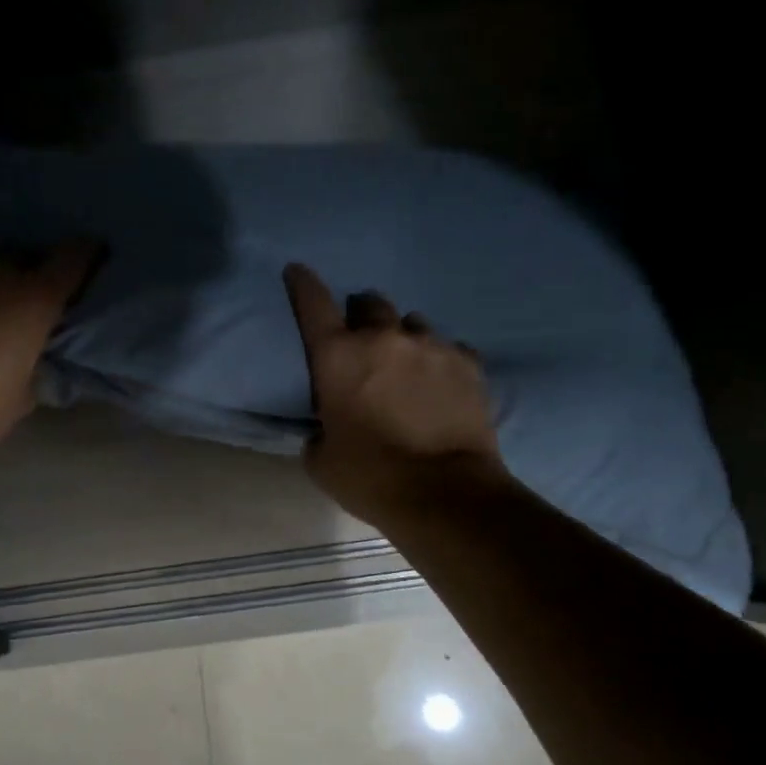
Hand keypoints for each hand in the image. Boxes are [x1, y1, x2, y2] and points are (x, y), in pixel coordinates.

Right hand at [284, 263, 505, 523]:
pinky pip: (450, 347)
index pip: (313, 303)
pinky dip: (439, 359)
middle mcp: (383, 338)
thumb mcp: (321, 460)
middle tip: (363, 342)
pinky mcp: (468, 362)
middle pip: (370, 303)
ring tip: (406, 365)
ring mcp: (431, 345)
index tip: (297, 272)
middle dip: (362, 317)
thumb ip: (318, 429)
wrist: (445, 493)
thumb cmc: (370, 477)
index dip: (302, 284)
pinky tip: (441, 382)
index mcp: (338, 357)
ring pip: (412, 322)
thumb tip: (326, 425)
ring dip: (402, 337)